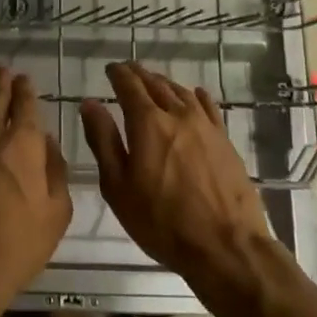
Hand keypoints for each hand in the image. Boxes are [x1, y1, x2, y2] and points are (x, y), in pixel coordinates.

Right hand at [80, 62, 273, 295]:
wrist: (226, 247)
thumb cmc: (162, 222)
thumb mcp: (118, 187)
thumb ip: (103, 141)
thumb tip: (90, 103)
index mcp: (148, 122)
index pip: (129, 85)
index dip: (118, 74)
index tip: (110, 69)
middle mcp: (177, 114)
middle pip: (155, 84)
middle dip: (139, 75)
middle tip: (128, 71)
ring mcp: (205, 126)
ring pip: (181, 93)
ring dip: (164, 83)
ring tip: (154, 83)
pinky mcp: (225, 141)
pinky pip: (208, 108)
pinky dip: (196, 96)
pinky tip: (195, 95)